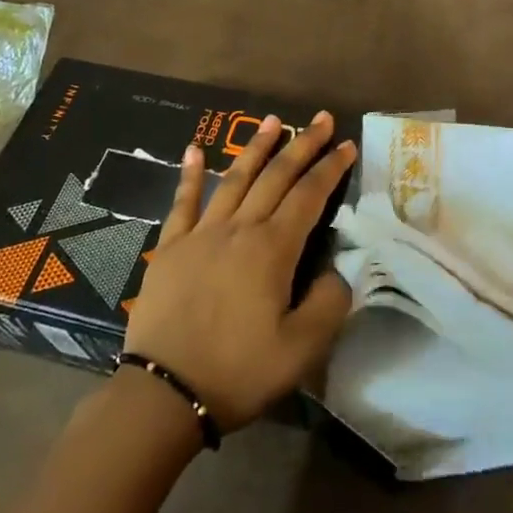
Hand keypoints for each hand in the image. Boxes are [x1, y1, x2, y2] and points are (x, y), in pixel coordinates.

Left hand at [123, 112, 354, 432]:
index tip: (347, 145)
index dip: (331, 168)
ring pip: (235, 178)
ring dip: (256, 147)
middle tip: (320, 118)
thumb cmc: (238, 371)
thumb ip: (328, 303)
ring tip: (272, 120)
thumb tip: (335, 270)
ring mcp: (201, 234)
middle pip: (276, 176)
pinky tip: (195, 149)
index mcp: (273, 249)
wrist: (165, 393)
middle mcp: (239, 229)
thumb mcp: (301, 349)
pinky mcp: (171, 247)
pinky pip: (183, 202)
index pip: (309, 196)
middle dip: (302, 145)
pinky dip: (191, 174)